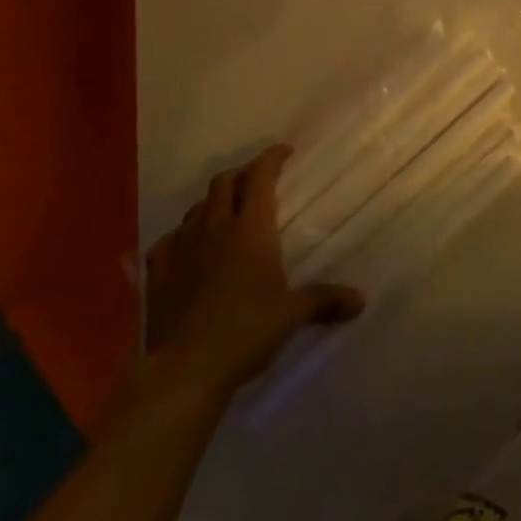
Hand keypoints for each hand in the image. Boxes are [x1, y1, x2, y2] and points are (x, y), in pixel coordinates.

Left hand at [144, 145, 363, 398]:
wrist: (186, 369)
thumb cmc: (247, 330)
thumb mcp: (293, 314)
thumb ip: (325, 300)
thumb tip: (360, 300)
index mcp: (250, 228)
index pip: (260, 176)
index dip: (272, 158)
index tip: (285, 152)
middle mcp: (215, 228)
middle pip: (224, 182)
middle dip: (242, 174)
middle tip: (258, 180)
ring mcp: (182, 249)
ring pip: (196, 208)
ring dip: (212, 202)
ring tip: (226, 211)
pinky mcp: (159, 273)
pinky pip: (168, 240)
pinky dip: (181, 234)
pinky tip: (187, 245)